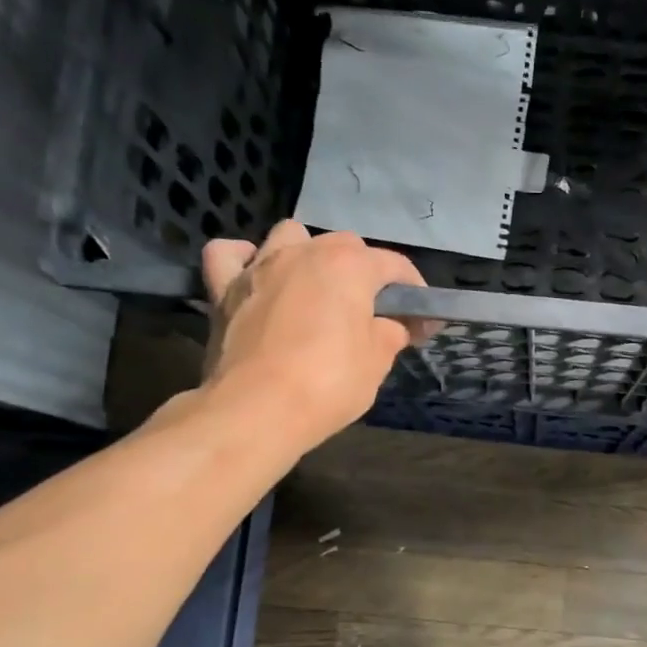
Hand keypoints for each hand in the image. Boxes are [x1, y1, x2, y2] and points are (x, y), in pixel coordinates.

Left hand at [198, 221, 430, 443]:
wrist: (256, 410)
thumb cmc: (328, 384)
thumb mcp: (377, 363)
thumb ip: (390, 334)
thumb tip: (393, 326)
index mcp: (349, 266)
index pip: (394, 265)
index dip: (414, 292)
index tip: (422, 323)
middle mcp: (305, 253)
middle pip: (344, 245)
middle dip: (364, 271)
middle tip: (372, 312)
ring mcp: (260, 267)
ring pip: (289, 236)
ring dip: (308, 253)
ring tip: (315, 286)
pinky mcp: (224, 289)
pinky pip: (229, 255)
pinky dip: (243, 260)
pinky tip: (255, 275)